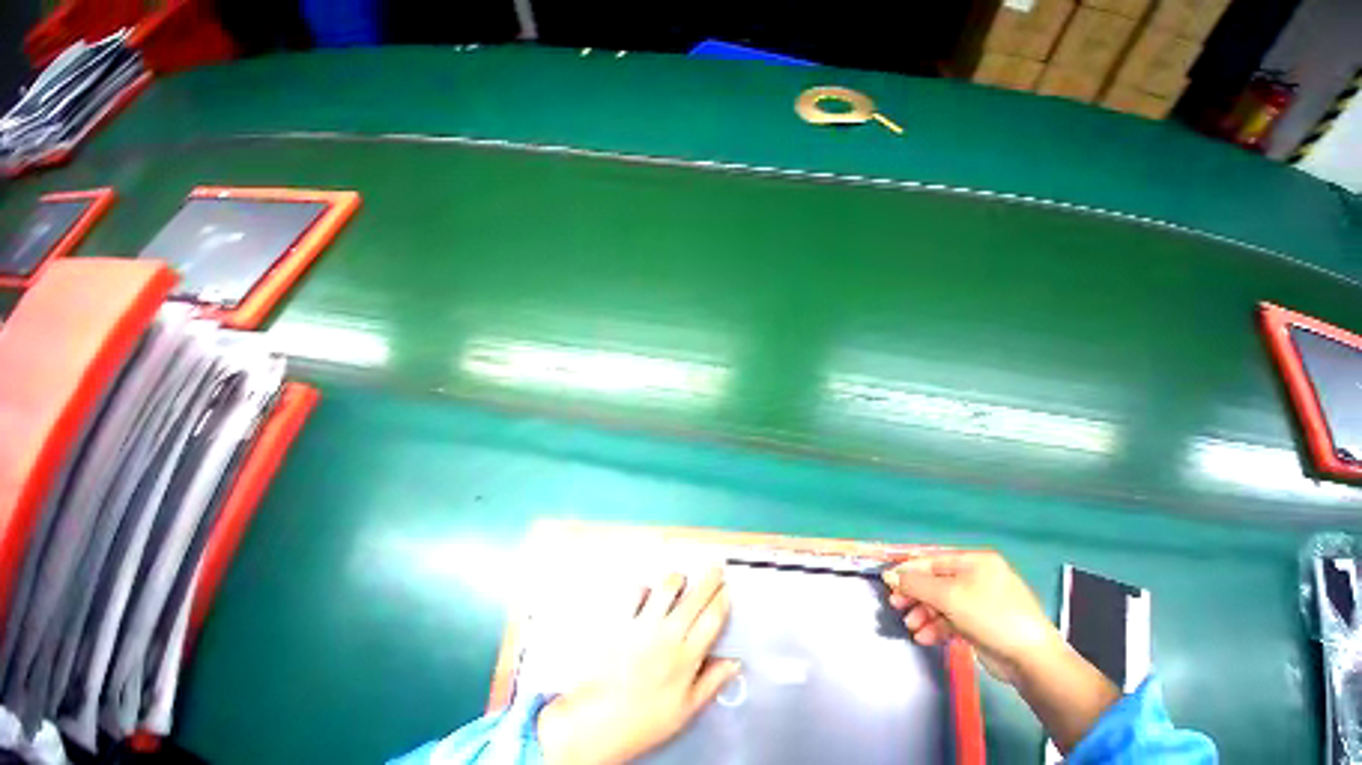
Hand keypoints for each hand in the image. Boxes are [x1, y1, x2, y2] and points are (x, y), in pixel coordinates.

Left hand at [538, 568, 739, 764]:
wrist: (597, 722)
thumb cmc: (645, 720)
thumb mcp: (685, 710)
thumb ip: (711, 682)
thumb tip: (735, 662)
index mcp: (686, 657)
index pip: (712, 619)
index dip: (722, 599)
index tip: (726, 589)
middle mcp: (668, 635)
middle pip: (695, 597)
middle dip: (710, 578)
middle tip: (716, 568)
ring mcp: (643, 624)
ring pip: (667, 587)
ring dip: (678, 578)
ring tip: (681, 578)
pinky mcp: (621, 620)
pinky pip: (636, 592)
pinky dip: (644, 588)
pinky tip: (647, 592)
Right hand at [883, 550, 1119, 752]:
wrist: (1032, 661)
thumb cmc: (990, 616)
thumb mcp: (948, 596)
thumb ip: (914, 584)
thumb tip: (888, 574)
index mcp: (973, 561)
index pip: (931, 560)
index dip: (907, 570)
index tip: (887, 582)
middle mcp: (976, 577)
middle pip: (935, 582)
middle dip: (914, 595)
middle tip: (896, 605)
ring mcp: (980, 601)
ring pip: (941, 602)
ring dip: (923, 613)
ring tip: (911, 626)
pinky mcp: (981, 623)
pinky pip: (951, 619)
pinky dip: (936, 626)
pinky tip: (924, 637)